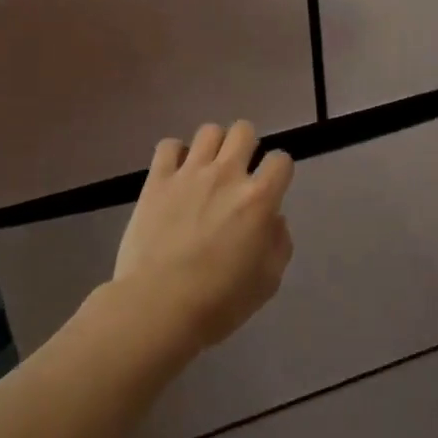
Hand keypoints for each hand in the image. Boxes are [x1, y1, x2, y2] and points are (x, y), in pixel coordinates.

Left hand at [113, 120, 294, 352]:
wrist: (157, 306)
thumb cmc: (218, 302)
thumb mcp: (267, 282)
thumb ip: (278, 244)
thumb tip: (274, 220)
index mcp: (258, 199)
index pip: (281, 160)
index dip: (279, 171)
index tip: (271, 187)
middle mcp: (226, 175)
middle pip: (244, 131)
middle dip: (247, 146)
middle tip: (239, 172)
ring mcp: (189, 173)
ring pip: (209, 131)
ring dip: (213, 146)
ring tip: (207, 169)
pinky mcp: (157, 179)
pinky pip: (168, 145)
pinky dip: (175, 154)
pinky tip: (175, 174)